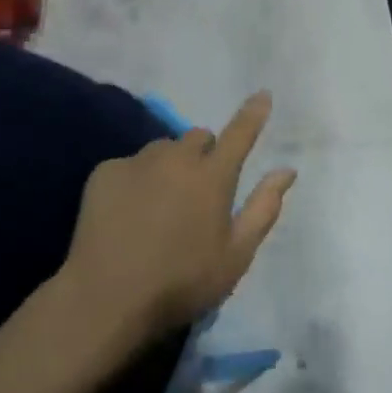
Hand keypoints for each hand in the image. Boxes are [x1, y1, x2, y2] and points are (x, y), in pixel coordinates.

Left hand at [61, 92, 296, 341]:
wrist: (107, 297)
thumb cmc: (181, 283)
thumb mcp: (235, 256)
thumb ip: (263, 208)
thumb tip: (286, 170)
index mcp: (213, 177)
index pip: (239, 133)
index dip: (253, 113)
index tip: (262, 95)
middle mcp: (176, 157)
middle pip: (198, 138)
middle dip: (205, 154)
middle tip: (198, 192)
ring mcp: (137, 161)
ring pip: (163, 149)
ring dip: (170, 165)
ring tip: (159, 205)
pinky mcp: (105, 172)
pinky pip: (129, 165)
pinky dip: (135, 181)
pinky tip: (127, 214)